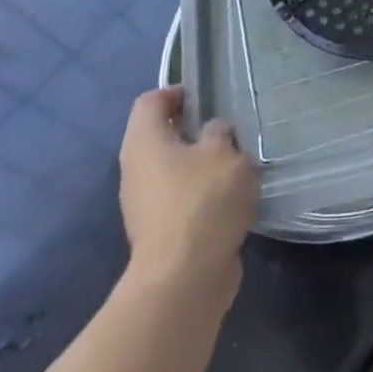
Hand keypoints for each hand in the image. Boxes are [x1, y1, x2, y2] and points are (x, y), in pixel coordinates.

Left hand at [118, 86, 255, 309]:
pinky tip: (232, 197)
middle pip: (160, 135)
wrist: (184, 279)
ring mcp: (145, 204)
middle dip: (193, 129)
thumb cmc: (202, 201)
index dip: (177, 92)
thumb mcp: (224, 152)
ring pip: (173, 169)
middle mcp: (136, 170)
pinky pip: (181, 198)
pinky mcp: (160, 231)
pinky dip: (203, 192)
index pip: (151, 101)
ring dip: (201, 163)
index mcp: (143, 142)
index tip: (208, 97)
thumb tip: (213, 132)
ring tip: (236, 162)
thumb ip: (220, 133)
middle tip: (229, 128)